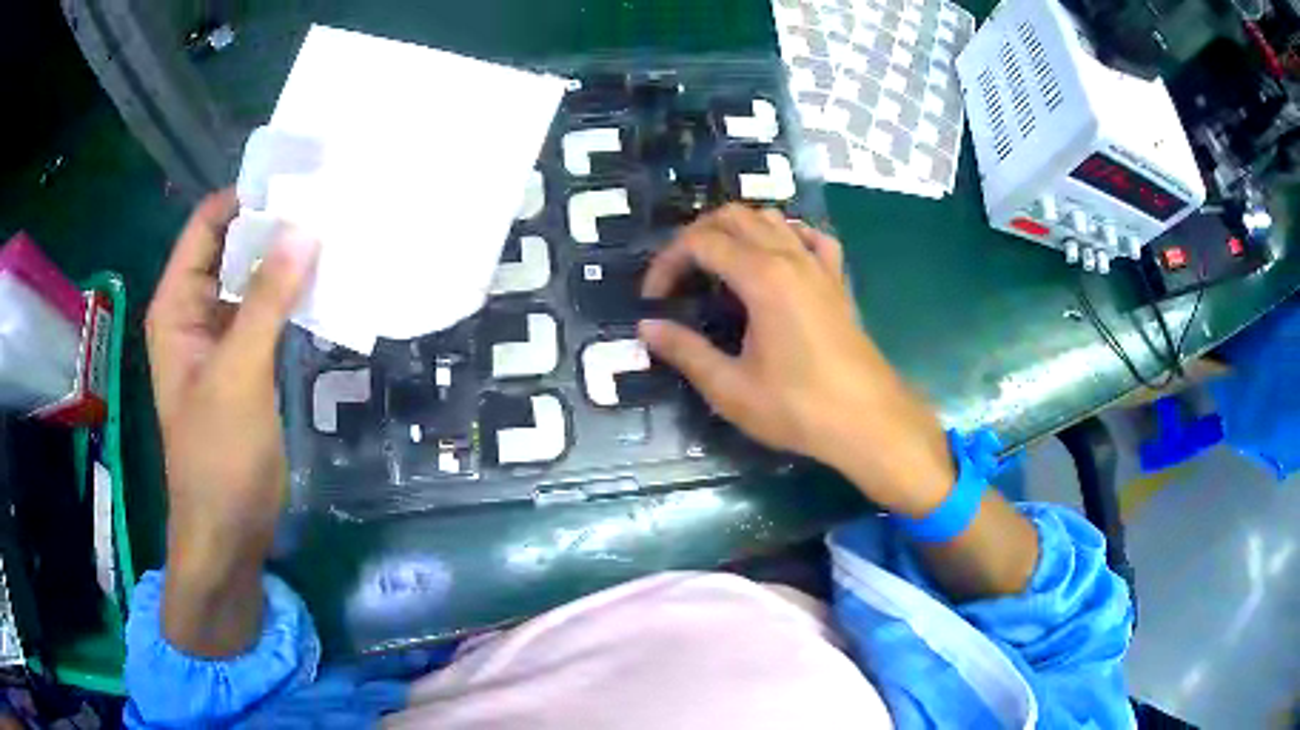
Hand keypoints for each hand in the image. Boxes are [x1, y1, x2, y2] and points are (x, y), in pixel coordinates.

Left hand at [145, 190, 317, 654]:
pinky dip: (292, 297)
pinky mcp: (246, 363)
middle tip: (329, 202)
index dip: (246, 198)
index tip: (298, 179)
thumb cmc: (218, 457)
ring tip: (337, 234)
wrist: (228, 531)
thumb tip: (304, 230)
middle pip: (232, 248)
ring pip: (252, 281)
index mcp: (177, 305)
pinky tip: (327, 285)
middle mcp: (196, 312)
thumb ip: (266, 302)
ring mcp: (222, 339)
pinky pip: (267, 314)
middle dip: (273, 226)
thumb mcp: (238, 375)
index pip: (207, 226)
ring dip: (286, 262)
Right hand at [639, 205, 952, 515]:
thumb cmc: (798, 408)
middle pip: (734, 216)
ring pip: (772, 219)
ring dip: (737, 230)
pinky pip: (811, 238)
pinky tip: (777, 256)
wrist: (868, 421)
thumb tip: (647, 328)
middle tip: (678, 276)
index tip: (654, 299)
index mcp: (762, 277)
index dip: (667, 262)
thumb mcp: (731, 388)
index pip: (701, 243)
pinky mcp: (837, 281)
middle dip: (696, 236)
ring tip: (716, 265)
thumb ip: (686, 351)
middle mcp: (791, 257)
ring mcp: (819, 265)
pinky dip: (786, 235)